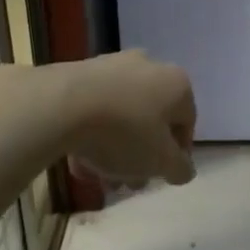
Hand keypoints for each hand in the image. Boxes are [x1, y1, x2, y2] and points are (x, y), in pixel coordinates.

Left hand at [55, 50, 196, 188]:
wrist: (62, 105)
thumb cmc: (125, 132)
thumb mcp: (162, 162)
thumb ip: (180, 168)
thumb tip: (183, 169)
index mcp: (177, 84)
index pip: (187, 124)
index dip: (176, 156)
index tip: (159, 178)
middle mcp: (150, 67)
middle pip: (151, 121)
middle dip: (141, 156)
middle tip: (127, 182)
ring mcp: (112, 67)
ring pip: (121, 116)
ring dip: (114, 150)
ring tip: (98, 178)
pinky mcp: (80, 72)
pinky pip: (94, 109)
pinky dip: (91, 134)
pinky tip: (78, 161)